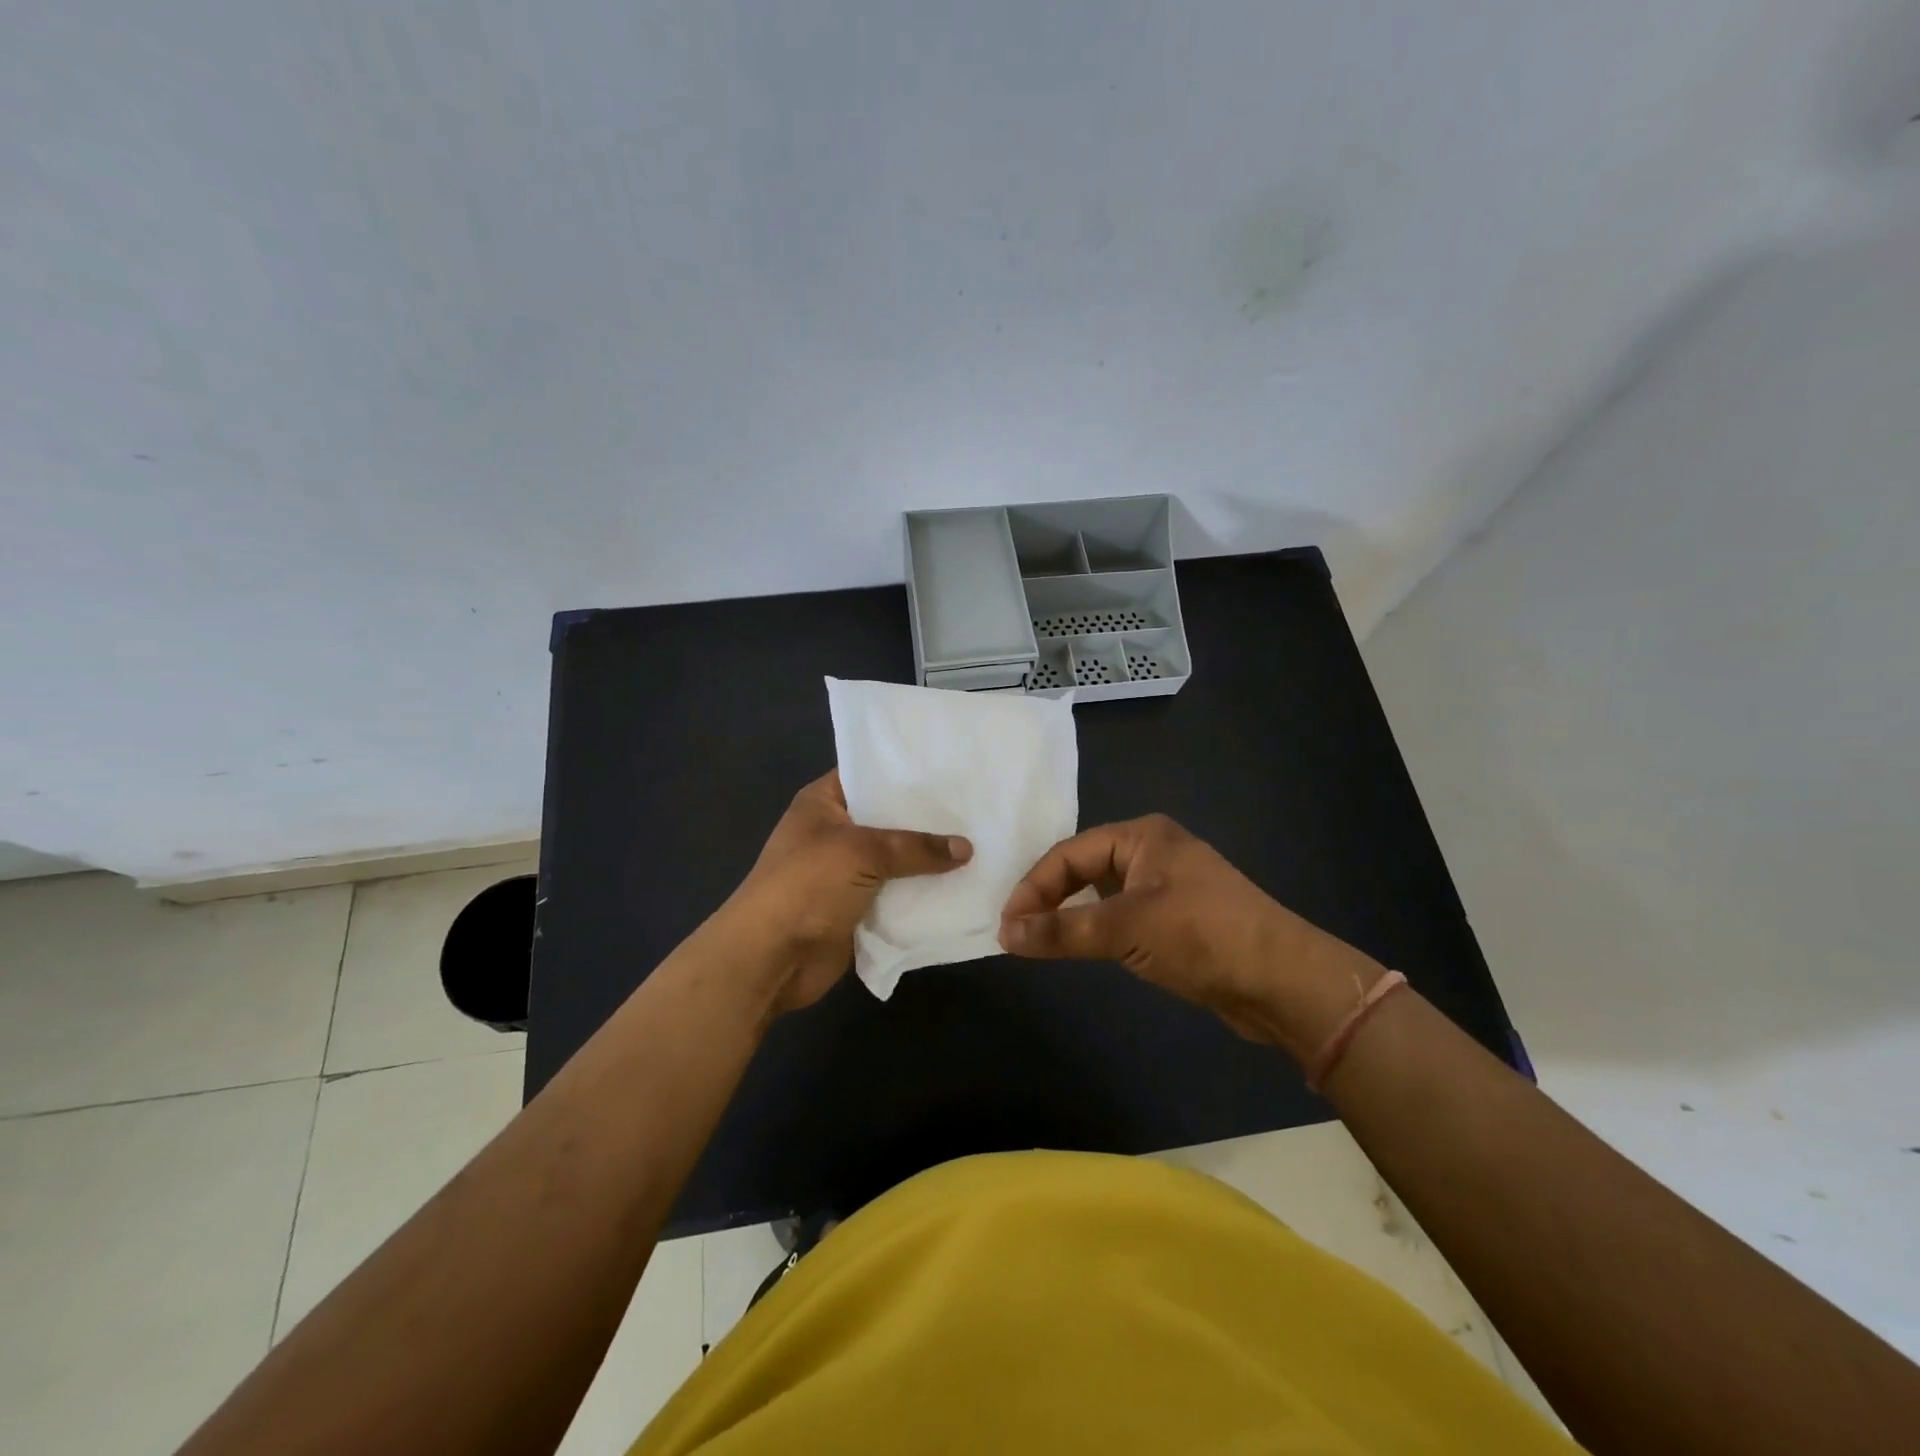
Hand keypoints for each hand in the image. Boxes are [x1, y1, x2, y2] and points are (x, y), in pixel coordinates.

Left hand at [722, 770, 971, 1013]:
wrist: (771, 957)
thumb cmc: (807, 886)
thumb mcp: (862, 852)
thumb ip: (916, 847)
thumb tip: (967, 848)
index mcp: (823, 802)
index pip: (869, 773)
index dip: (906, 770)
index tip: (951, 767)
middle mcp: (835, 831)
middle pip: (889, 818)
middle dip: (928, 818)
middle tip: (978, 805)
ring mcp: (846, 871)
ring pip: (897, 859)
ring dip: (929, 859)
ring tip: (982, 842)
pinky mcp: (858, 906)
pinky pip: (897, 893)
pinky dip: (923, 892)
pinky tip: (964, 883)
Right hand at [998, 814, 1384, 1058]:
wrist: (1283, 980)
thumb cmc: (1201, 936)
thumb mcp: (1125, 929)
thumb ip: (1062, 931)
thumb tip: (1005, 933)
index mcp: (1141, 836)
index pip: (1068, 854)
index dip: (1033, 888)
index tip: (1007, 925)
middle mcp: (1152, 851)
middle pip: (1082, 868)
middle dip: (1049, 898)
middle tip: (1019, 934)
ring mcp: (1167, 885)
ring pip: (1102, 893)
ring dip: (1071, 915)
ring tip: (1041, 941)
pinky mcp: (1178, 918)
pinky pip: (1122, 915)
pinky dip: (1096, 929)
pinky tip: (1083, 947)